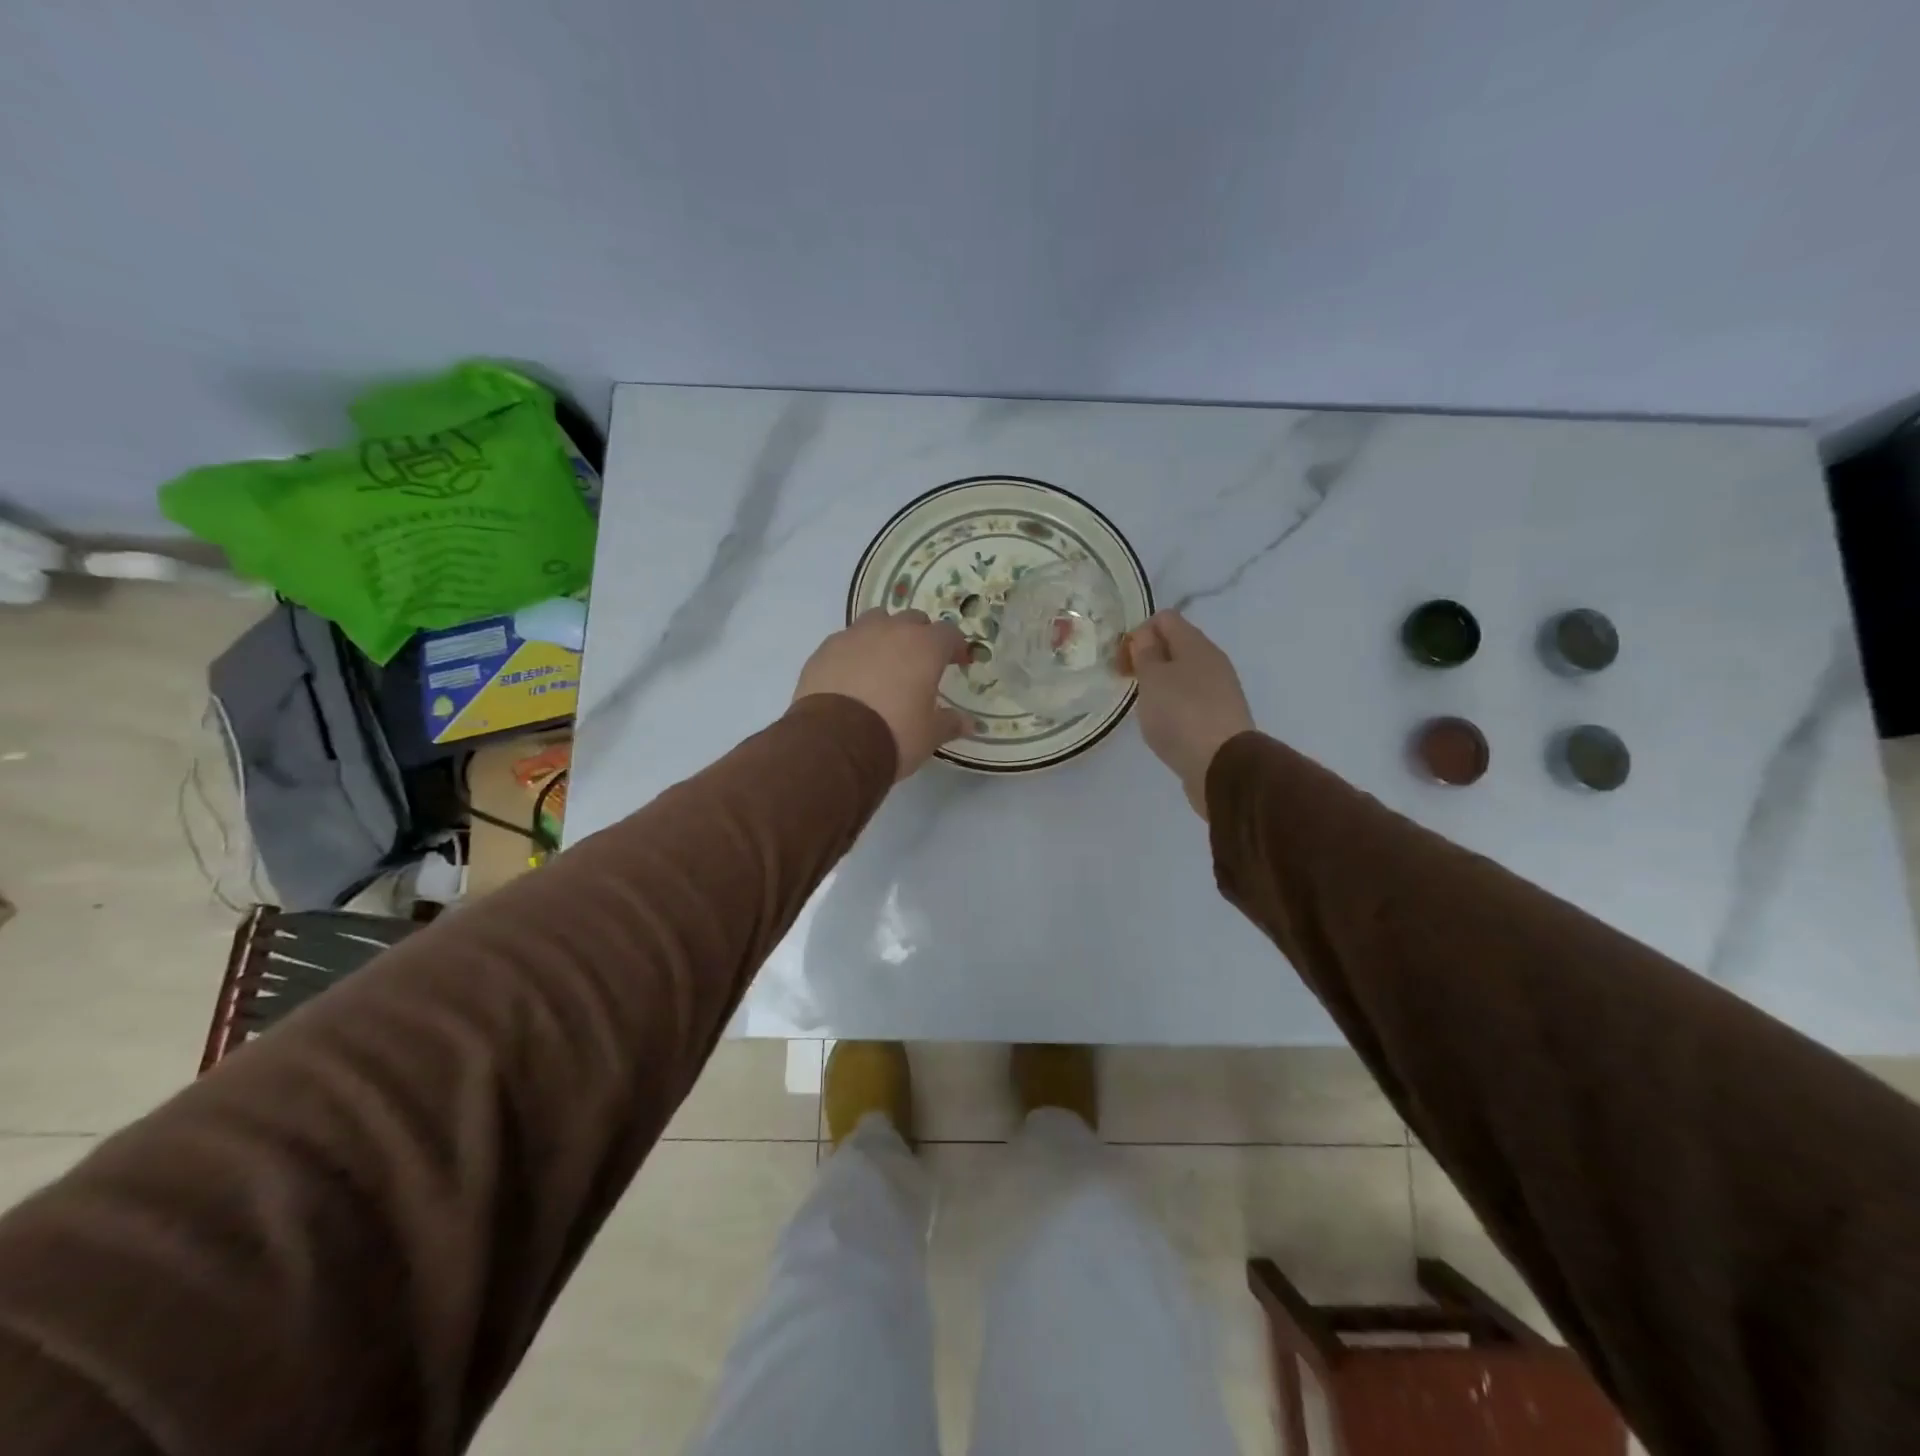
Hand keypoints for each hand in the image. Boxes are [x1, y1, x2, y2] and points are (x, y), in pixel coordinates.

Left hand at [794, 608, 970, 779]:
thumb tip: (969, 723)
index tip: (959, 662)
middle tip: (921, 662)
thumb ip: (950, 723)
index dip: (956, 646)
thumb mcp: (930, 734)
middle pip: (912, 620)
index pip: (948, 633)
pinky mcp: (825, 650)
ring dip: (885, 635)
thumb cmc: (894, 734)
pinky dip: (854, 651)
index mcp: (924, 647)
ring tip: (884, 661)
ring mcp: (854, 636)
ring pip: (876, 621)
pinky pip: (845, 641)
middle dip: (920, 636)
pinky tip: (852, 675)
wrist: (834, 744)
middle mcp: (890, 631)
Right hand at [1125, 610, 1255, 817]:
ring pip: (1182, 674)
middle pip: (1175, 646)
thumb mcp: (1153, 679)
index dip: (1139, 633)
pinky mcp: (1219, 717)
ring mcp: (1219, 690)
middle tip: (1128, 683)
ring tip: (1144, 708)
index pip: (1165, 618)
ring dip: (1160, 684)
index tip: (1123, 661)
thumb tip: (1145, 635)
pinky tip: (1164, 726)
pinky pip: (1190, 699)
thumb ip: (1146, 653)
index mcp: (1196, 644)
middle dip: (1147, 659)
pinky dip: (1173, 706)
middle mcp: (1212, 661)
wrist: (1223, 766)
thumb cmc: (1181, 715)